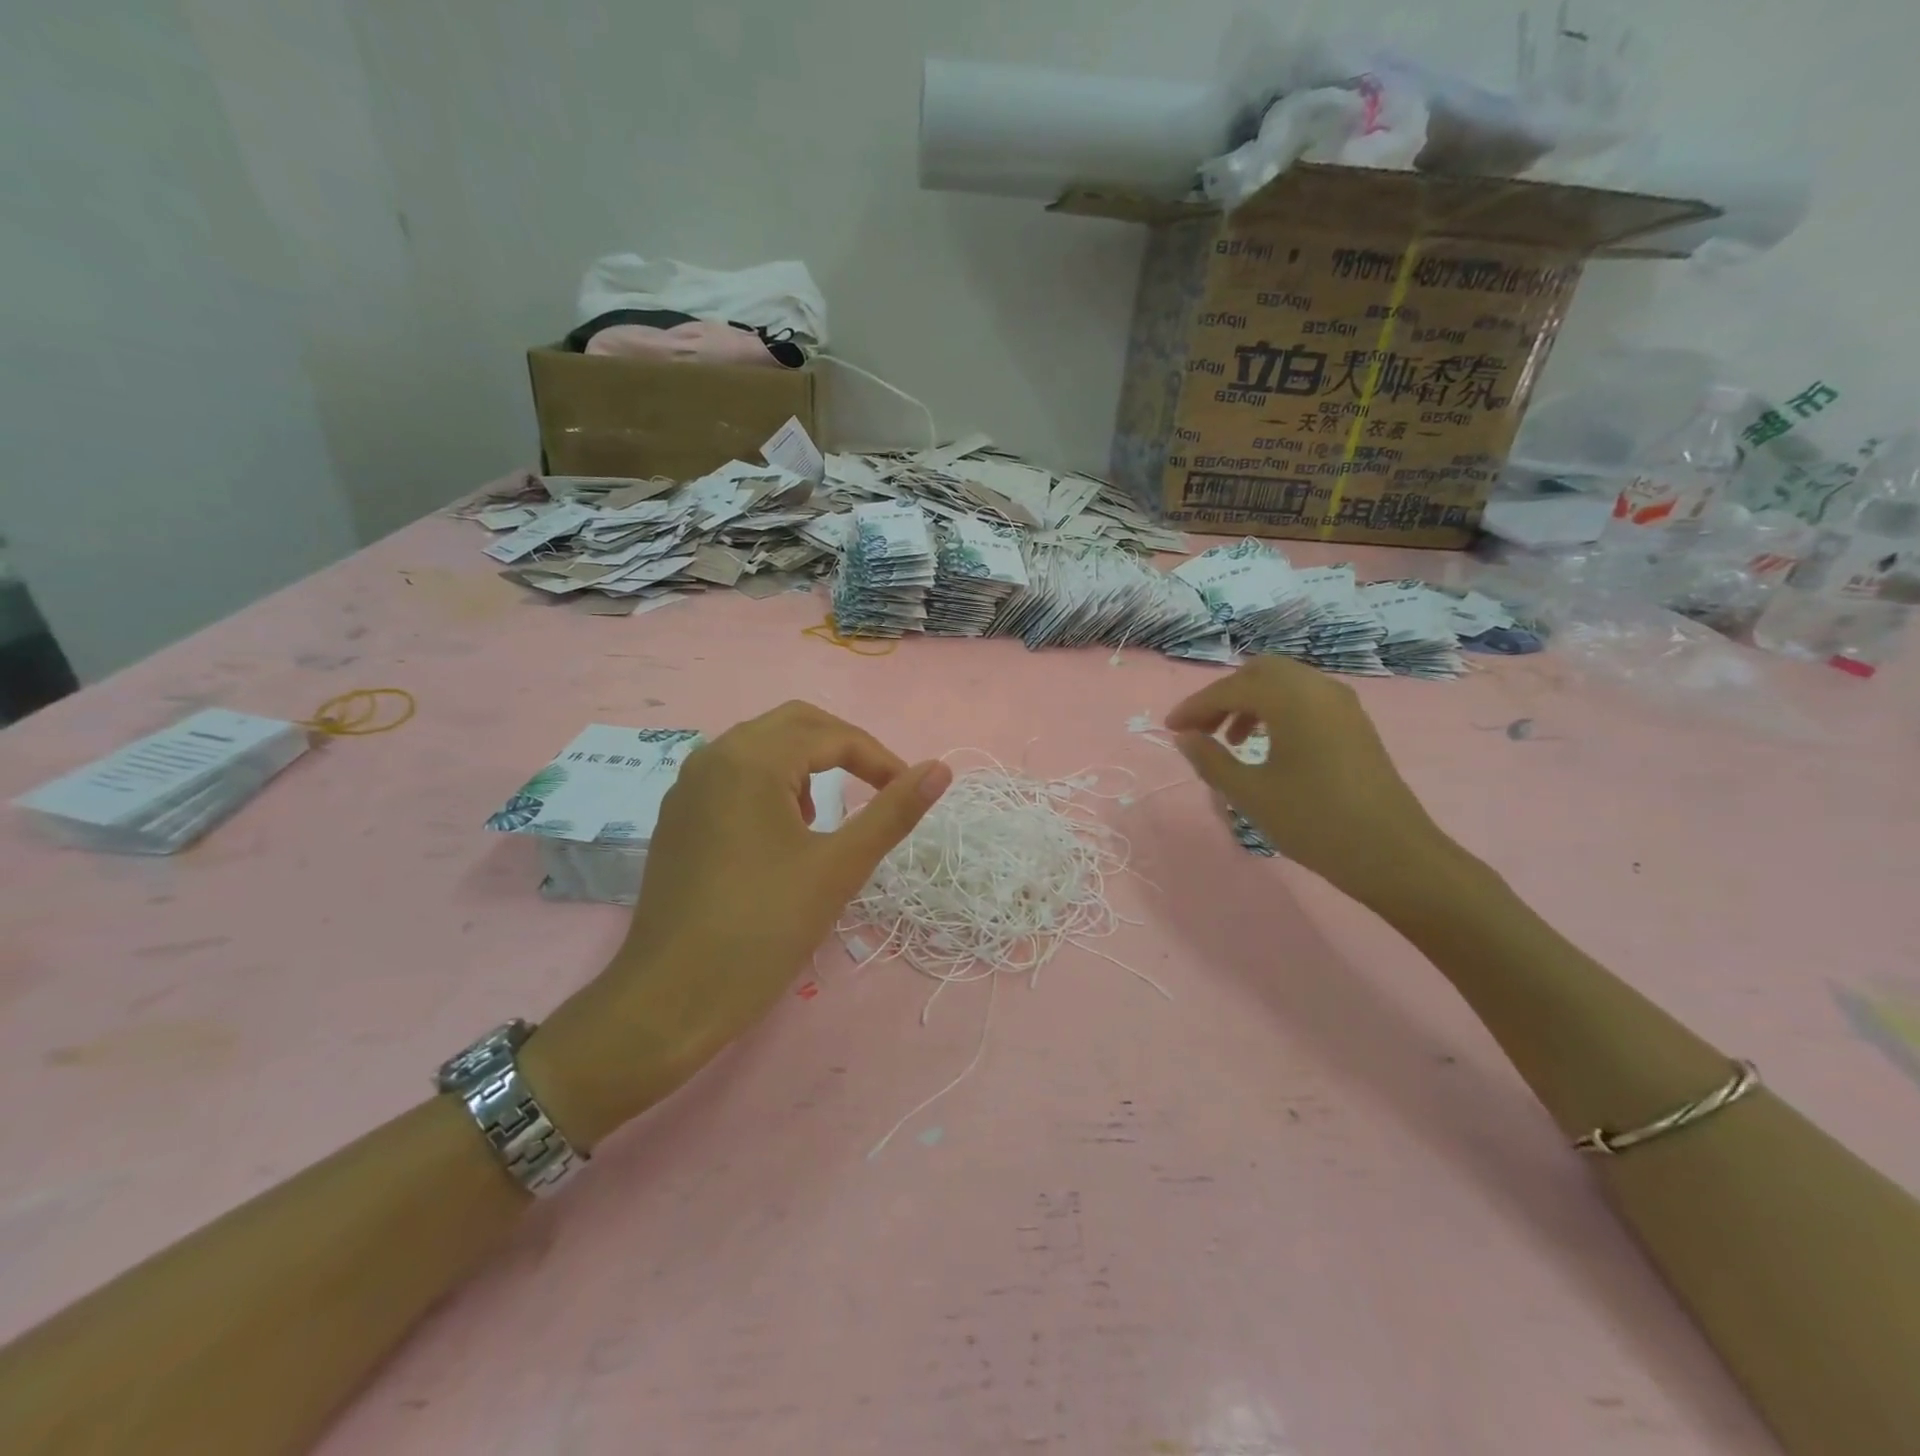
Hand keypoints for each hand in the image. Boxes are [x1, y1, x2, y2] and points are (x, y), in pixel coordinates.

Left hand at [525, 702, 951, 1146]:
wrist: (669, 1000)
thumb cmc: (762, 929)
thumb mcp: (839, 868)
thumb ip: (893, 812)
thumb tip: (941, 769)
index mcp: (751, 760)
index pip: (832, 735)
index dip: (880, 759)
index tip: (909, 792)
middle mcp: (714, 757)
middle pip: (794, 724)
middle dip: (844, 747)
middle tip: (879, 785)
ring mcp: (688, 786)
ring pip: (761, 746)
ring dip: (806, 764)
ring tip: (827, 817)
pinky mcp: (678, 817)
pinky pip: (734, 775)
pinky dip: (772, 783)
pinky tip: (783, 833)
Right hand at [1165, 657, 1452, 910]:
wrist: (1393, 855)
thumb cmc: (1314, 821)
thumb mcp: (1250, 794)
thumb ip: (1211, 760)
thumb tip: (1184, 737)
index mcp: (1291, 698)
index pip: (1230, 688)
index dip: (1194, 706)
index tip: (1170, 729)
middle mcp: (1318, 687)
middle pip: (1259, 672)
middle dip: (1223, 696)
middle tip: (1200, 731)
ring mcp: (1342, 704)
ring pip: (1284, 684)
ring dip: (1250, 703)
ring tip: (1229, 741)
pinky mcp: (1354, 723)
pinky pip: (1305, 699)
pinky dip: (1276, 711)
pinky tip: (1265, 747)